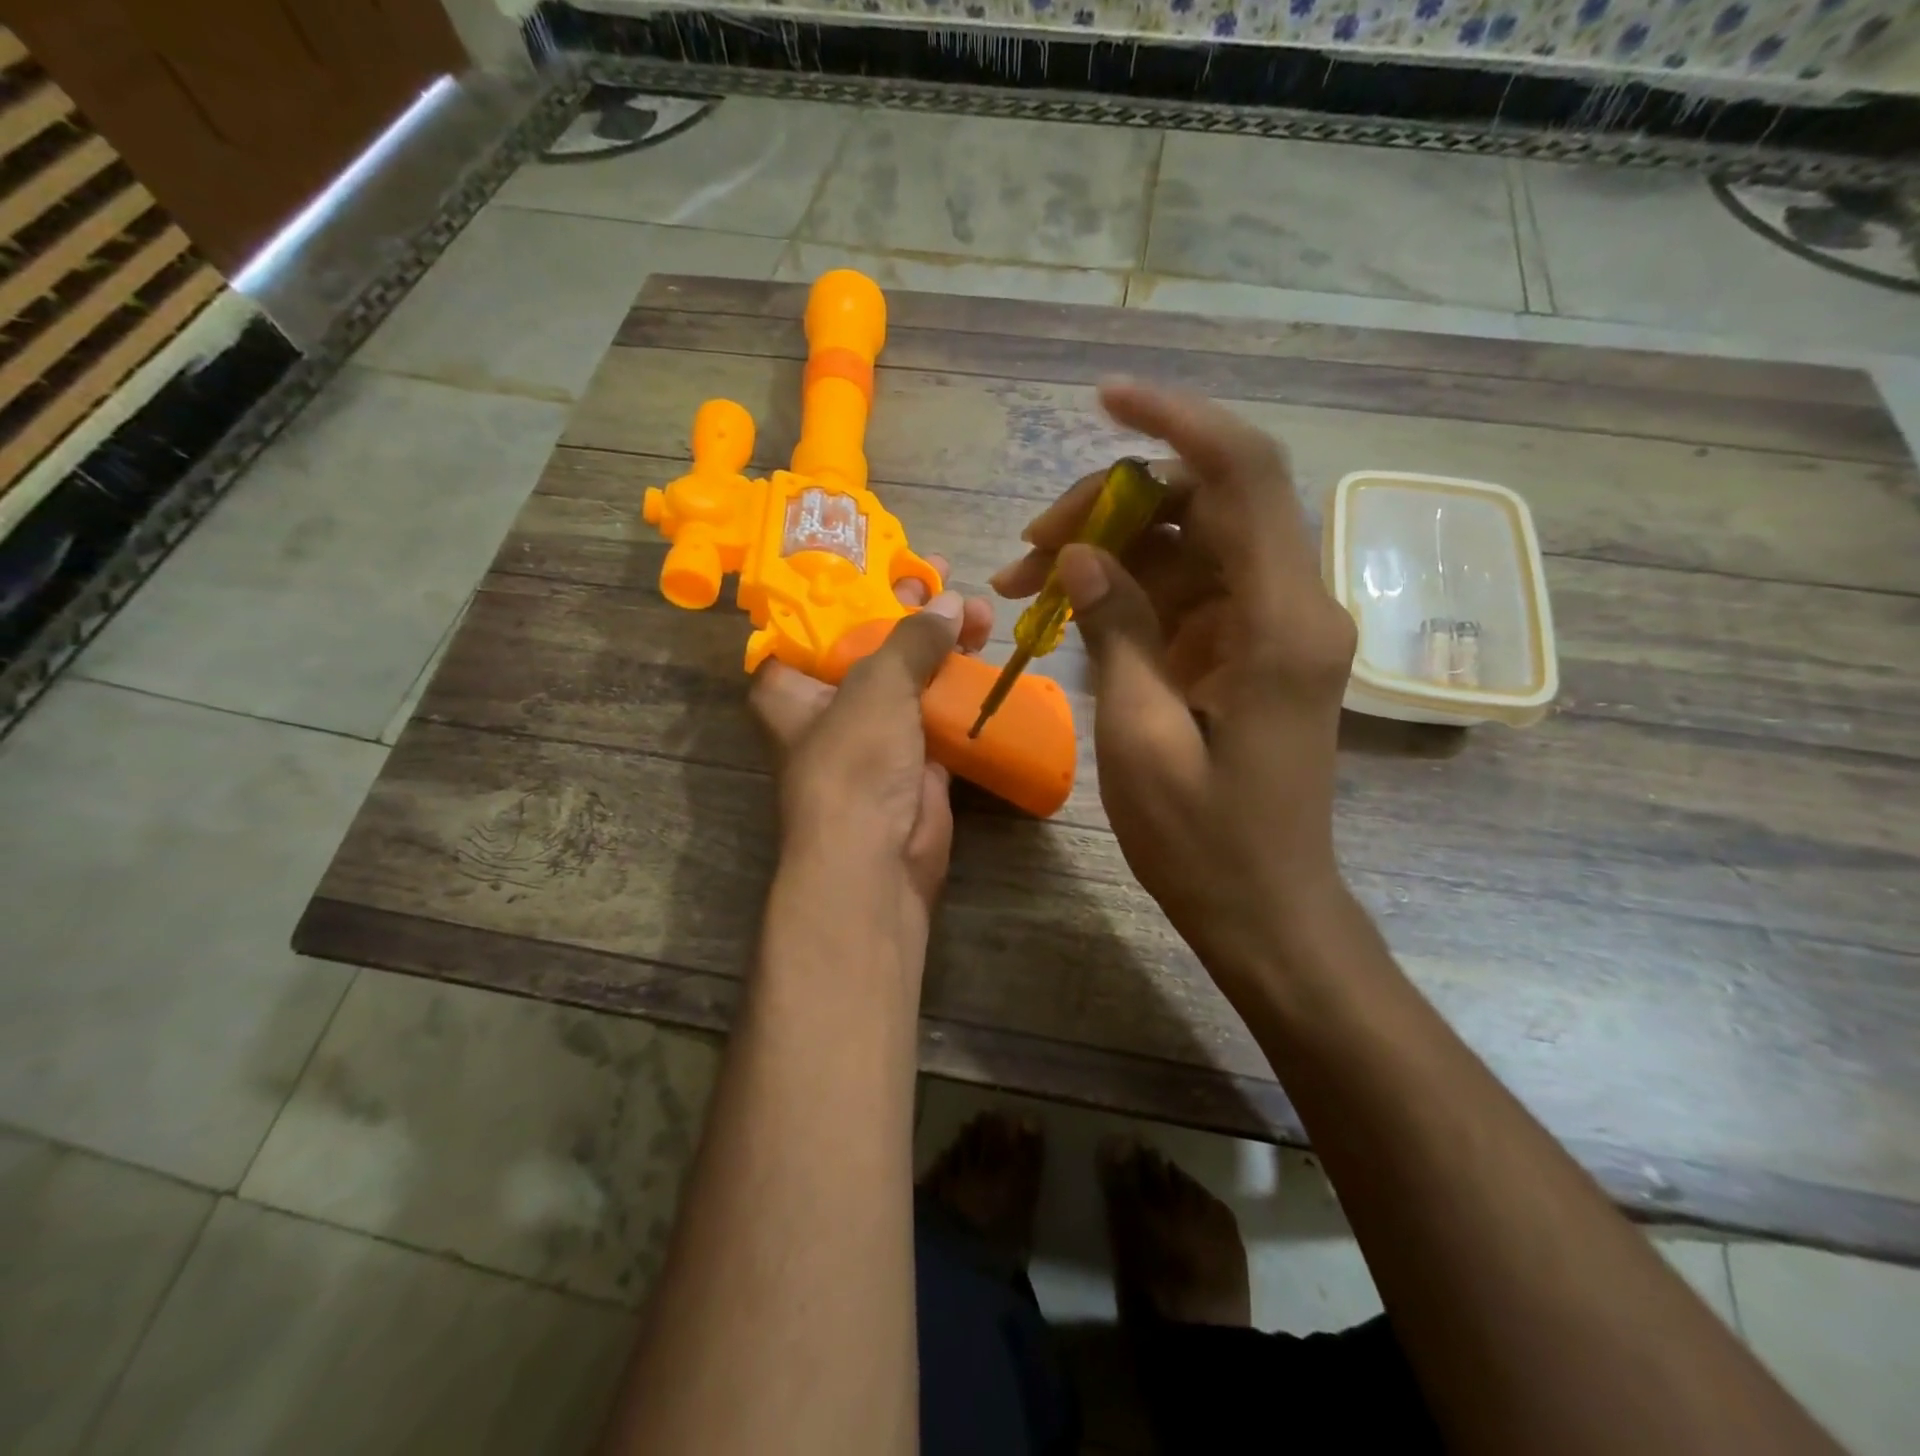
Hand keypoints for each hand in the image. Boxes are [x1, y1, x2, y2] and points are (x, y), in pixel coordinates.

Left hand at [750, 556, 993, 921]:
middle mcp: (827, 704)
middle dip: (909, 612)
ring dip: (942, 646)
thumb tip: (952, 604)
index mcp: (790, 684)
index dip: (850, 588)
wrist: (878, 860)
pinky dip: (958, 687)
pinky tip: (985, 655)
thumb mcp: (876, 685)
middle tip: (945, 579)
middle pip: (869, 643)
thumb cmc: (854, 762)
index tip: (889, 560)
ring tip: (980, 613)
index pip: (813, 621)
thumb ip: (912, 639)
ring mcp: (872, 732)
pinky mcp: (912, 757)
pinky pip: (936, 710)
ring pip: (908, 676)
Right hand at [991, 380, 1356, 983]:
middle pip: (1204, 503)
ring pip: (1187, 543)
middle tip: (1029, 549)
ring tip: (1024, 583)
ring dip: (1108, 549)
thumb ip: (1117, 631)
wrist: (1264, 908)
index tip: (1106, 400)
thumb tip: (1082, 555)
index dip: (1177, 422)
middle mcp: (1291, 605)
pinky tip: (1065, 611)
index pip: (1245, 476)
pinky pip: (1185, 589)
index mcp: (1282, 622)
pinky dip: (1125, 589)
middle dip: (1111, 507)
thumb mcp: (1140, 737)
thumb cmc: (1203, 842)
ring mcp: (1270, 626)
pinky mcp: (1247, 649)